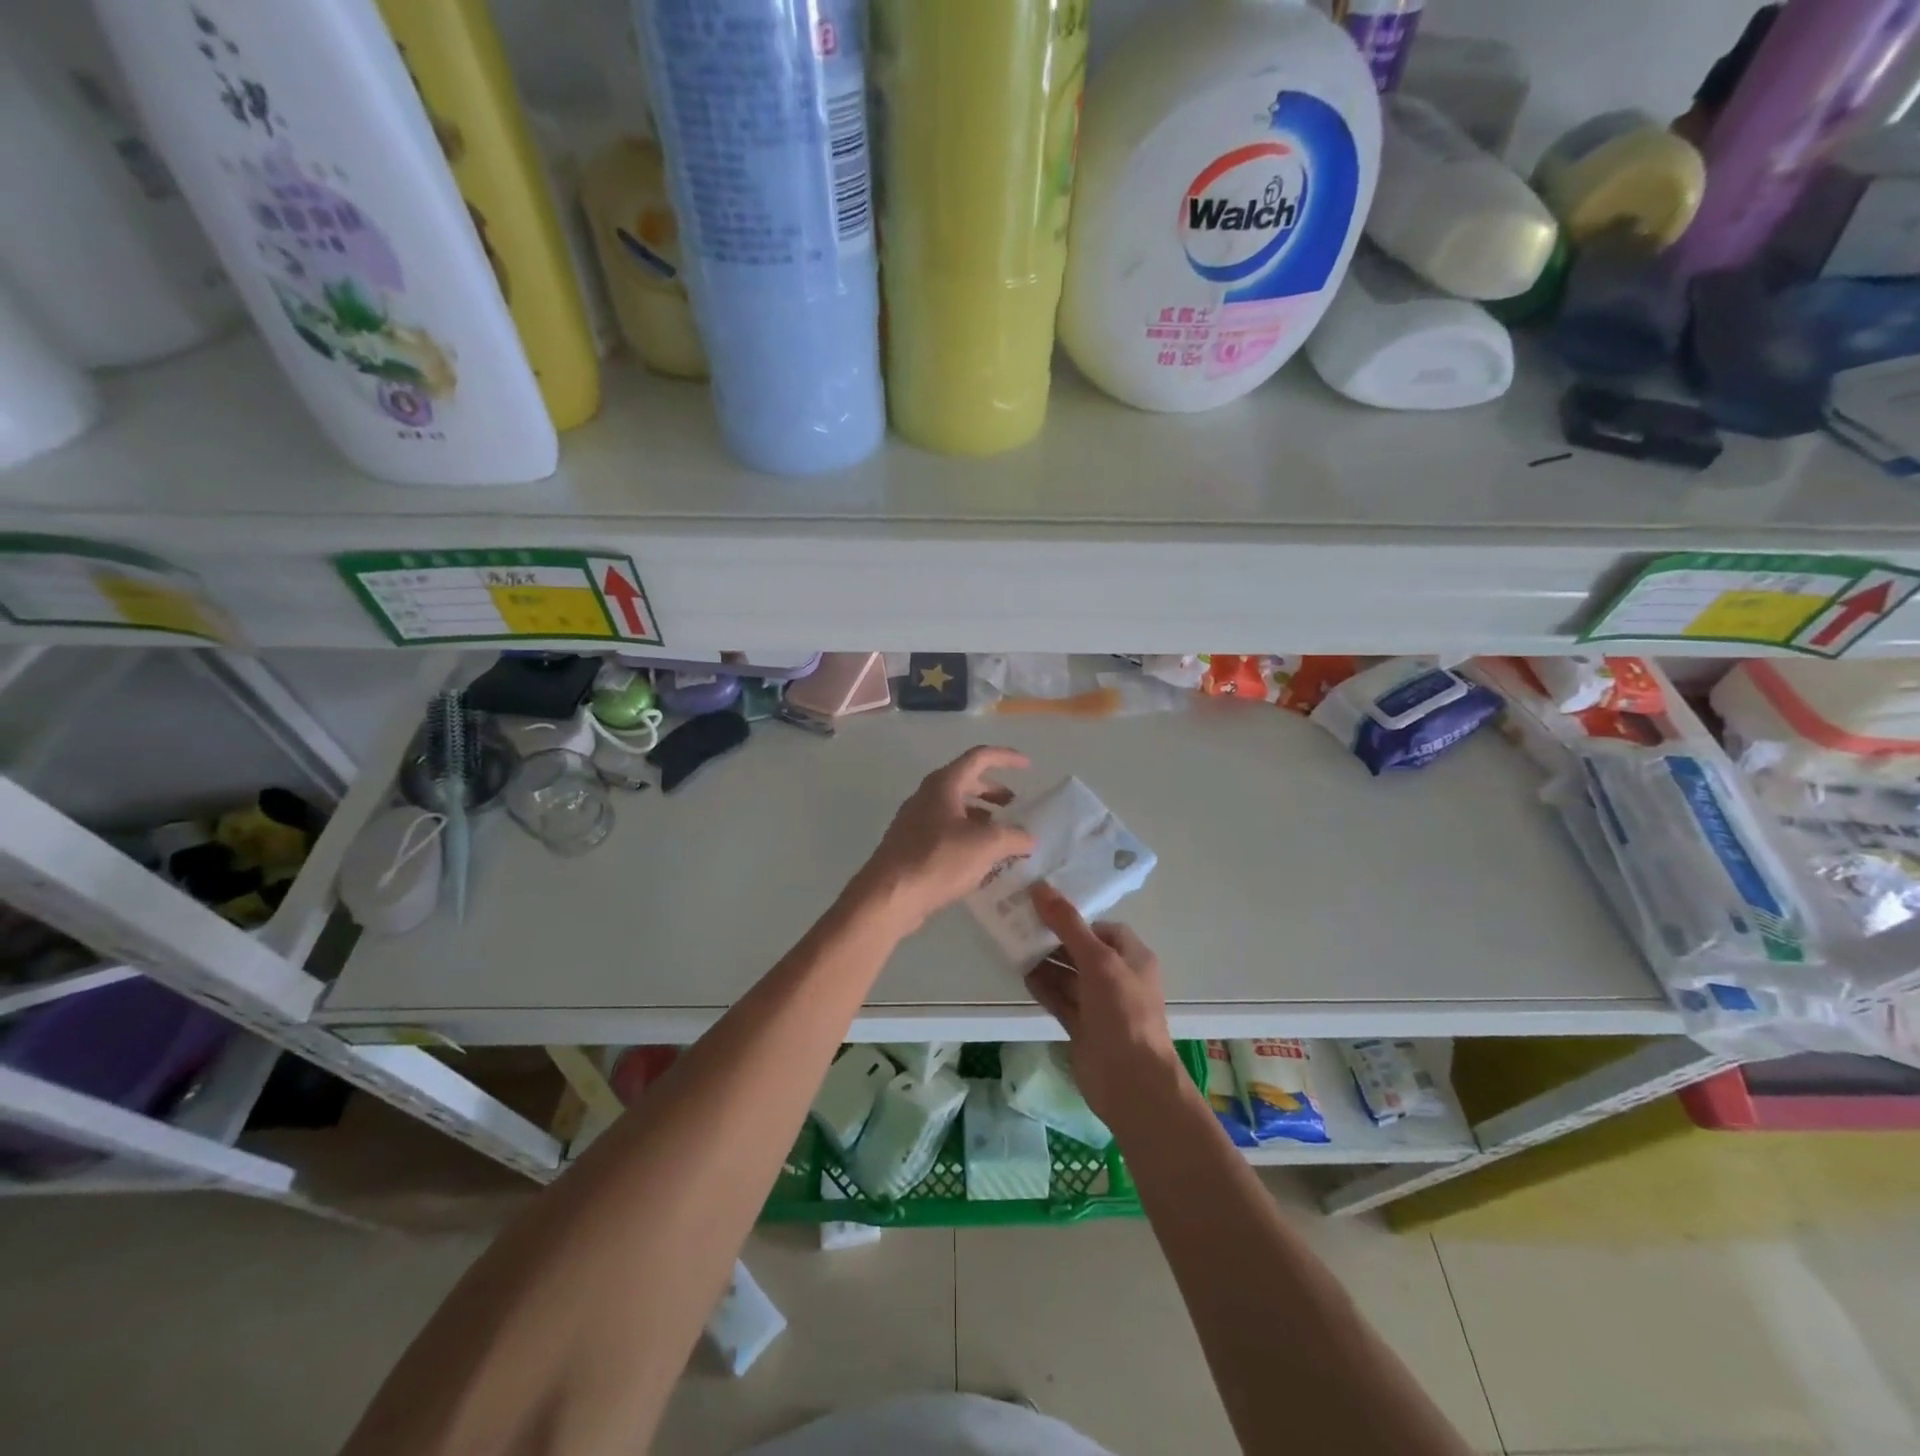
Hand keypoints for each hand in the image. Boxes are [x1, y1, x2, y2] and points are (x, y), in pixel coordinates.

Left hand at [853, 747, 1035, 934]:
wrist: (888, 896)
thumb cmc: (938, 860)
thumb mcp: (986, 846)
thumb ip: (1013, 837)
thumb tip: (1028, 838)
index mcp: (944, 784)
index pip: (979, 757)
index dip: (1006, 758)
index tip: (1028, 766)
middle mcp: (927, 796)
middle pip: (966, 782)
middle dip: (994, 792)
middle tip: (1015, 807)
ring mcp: (915, 820)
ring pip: (955, 809)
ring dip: (981, 817)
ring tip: (1002, 837)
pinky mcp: (911, 845)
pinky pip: (945, 831)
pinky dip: (967, 836)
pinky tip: (980, 860)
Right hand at [1025, 883, 1181, 1123]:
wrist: (1132, 1082)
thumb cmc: (1123, 1012)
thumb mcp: (1098, 961)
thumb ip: (1068, 924)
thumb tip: (1040, 887)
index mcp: (1132, 957)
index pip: (1102, 928)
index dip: (1075, 918)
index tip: (1042, 908)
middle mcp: (1117, 978)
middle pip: (1081, 950)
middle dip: (1054, 938)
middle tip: (1019, 922)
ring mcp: (1099, 1005)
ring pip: (1068, 975)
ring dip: (1044, 962)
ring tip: (1012, 943)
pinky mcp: (1083, 1027)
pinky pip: (1060, 1000)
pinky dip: (1043, 987)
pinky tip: (1020, 973)